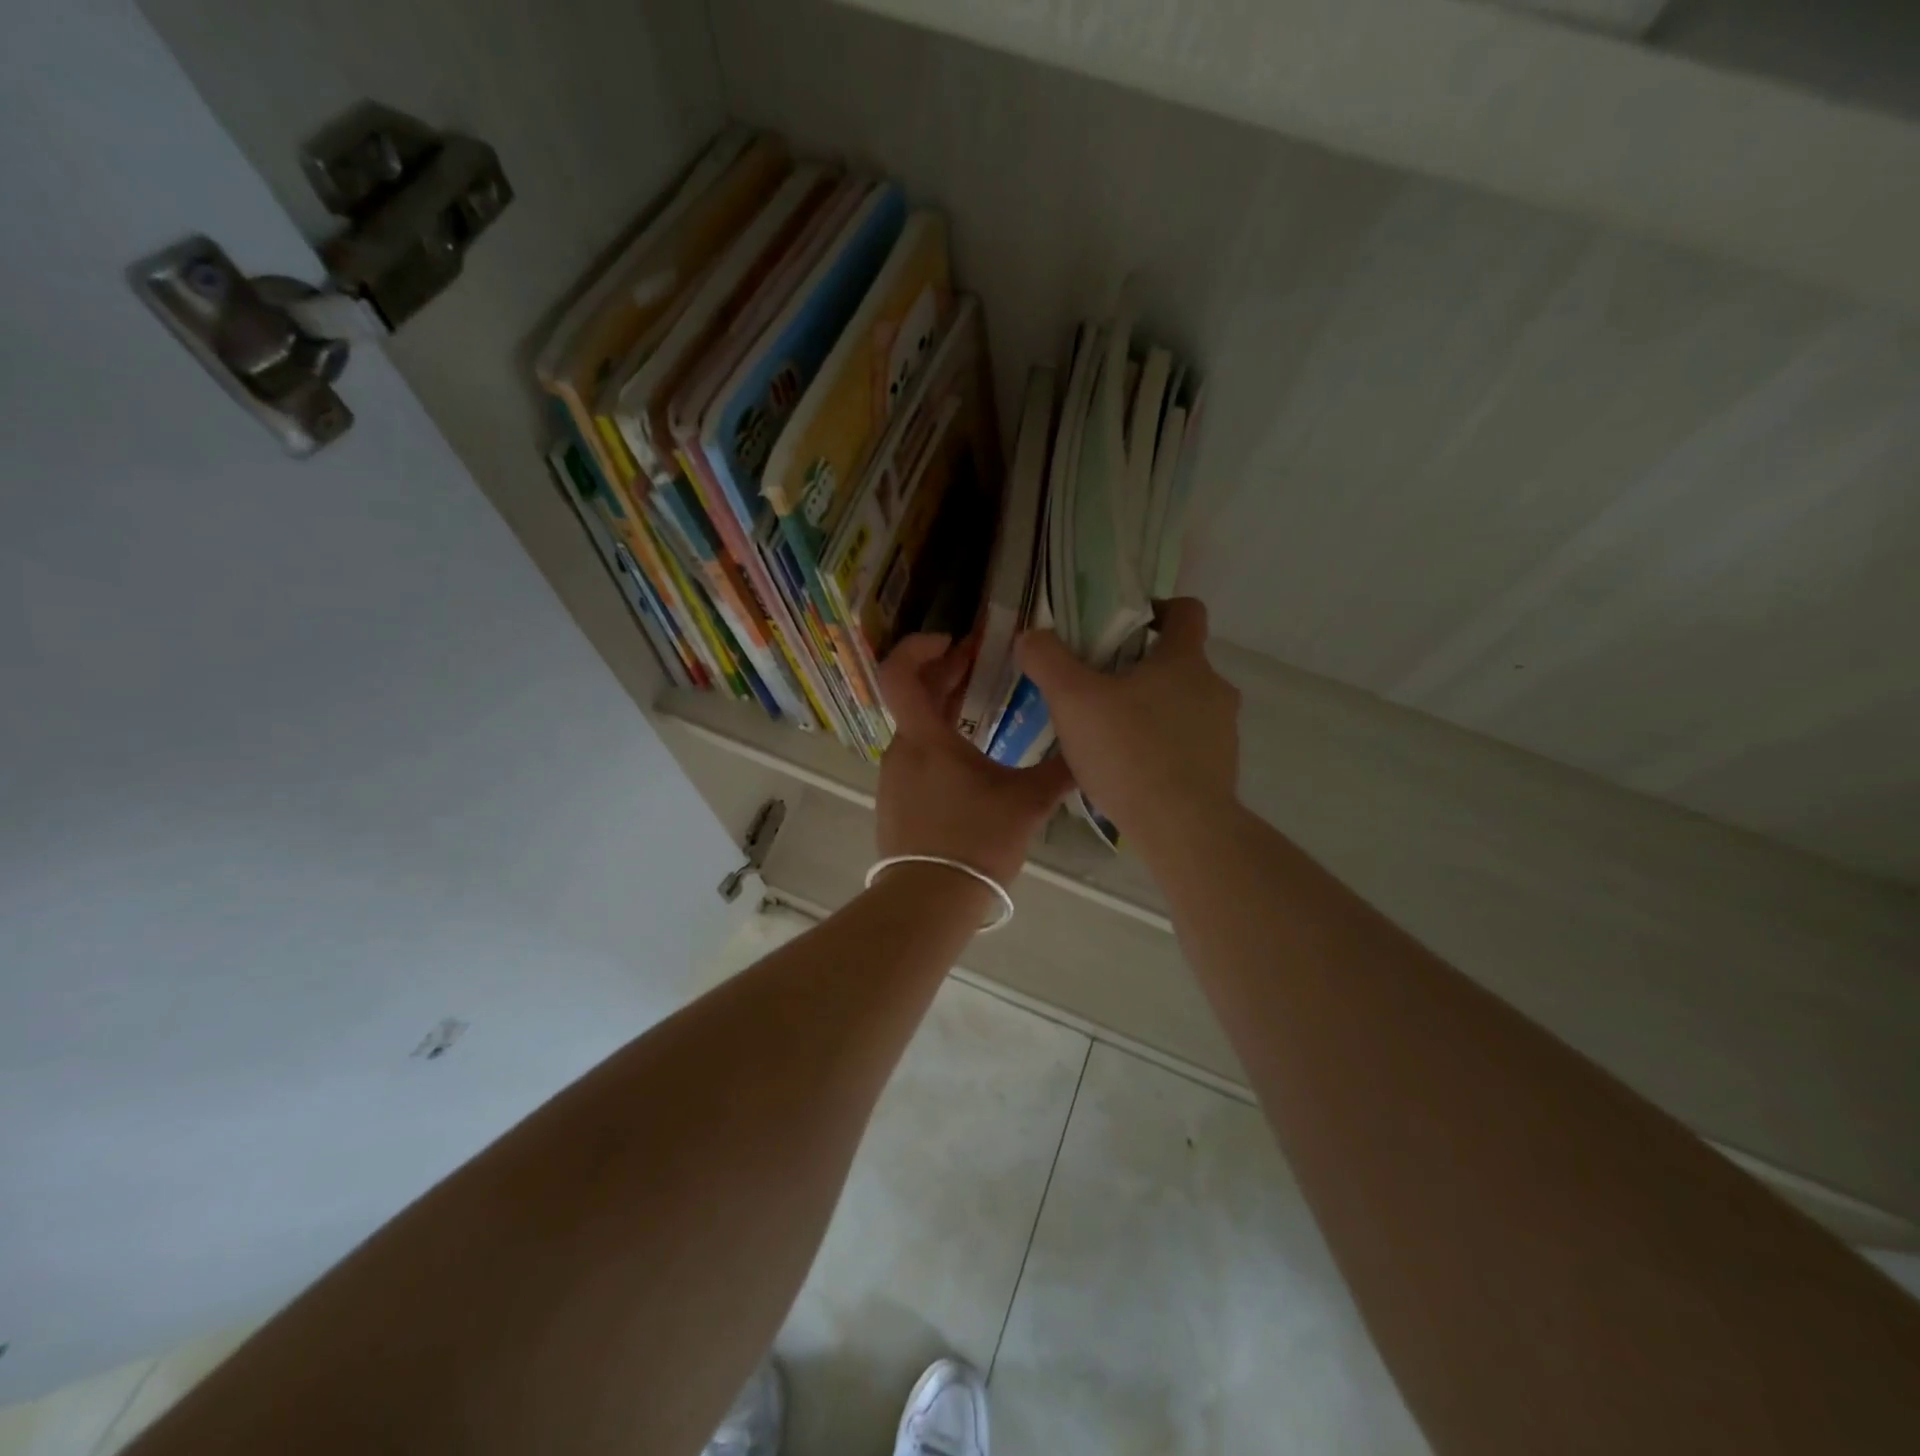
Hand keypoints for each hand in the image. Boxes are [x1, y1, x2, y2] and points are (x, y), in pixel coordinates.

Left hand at [875, 633, 1075, 887]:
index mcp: (926, 738)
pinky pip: (914, 755)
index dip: (920, 646)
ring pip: (915, 727)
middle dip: (946, 672)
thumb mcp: (1027, 804)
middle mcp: (901, 750)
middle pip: (913, 695)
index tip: (955, 640)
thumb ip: (1059, 772)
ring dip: (943, 707)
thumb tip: (1090, 750)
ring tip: (979, 702)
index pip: (900, 673)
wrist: (930, 900)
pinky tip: (968, 755)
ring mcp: (894, 777)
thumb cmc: (976, 843)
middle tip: (980, 659)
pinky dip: (937, 739)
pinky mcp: (895, 801)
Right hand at [1015, 598, 1240, 849]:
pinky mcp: (1221, 769)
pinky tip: (1130, 772)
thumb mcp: (1072, 700)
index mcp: (1185, 660)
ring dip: (1152, 711)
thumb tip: (1031, 636)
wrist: (1182, 827)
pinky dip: (1162, 748)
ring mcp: (1223, 732)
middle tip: (1098, 689)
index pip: (1187, 611)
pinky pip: (1187, 745)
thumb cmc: (1128, 752)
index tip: (1126, 627)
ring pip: (1183, 706)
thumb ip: (1047, 661)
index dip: (1158, 610)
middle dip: (1141, 670)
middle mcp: (1214, 688)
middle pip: (1179, 663)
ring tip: (1110, 736)